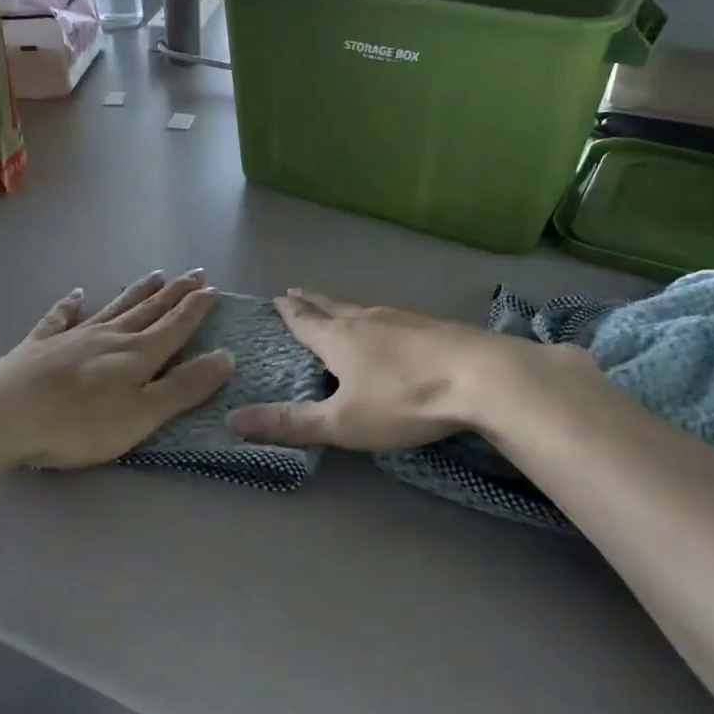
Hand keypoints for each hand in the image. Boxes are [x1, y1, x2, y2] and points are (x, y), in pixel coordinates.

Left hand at [0, 271, 232, 469]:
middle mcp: (110, 337)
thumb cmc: (79, 423)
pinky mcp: (40, 345)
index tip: (213, 288)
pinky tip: (76, 294)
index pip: (176, 325)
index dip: (196, 308)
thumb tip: (226, 357)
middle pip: (149, 310)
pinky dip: (70, 305)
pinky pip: (60, 317)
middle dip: (174, 293)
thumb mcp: (142, 415)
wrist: (3, 414)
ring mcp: (73, 337)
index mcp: (138, 354)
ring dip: (136, 292)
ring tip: (155, 274)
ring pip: (113, 308)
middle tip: (194, 273)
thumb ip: (184, 388)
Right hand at [226, 289, 547, 450]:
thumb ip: (290, 423)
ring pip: (364, 308)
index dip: (288, 312)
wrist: (482, 377)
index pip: (304, 320)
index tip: (275, 298)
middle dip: (311, 301)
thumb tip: (231, 419)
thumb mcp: (341, 421)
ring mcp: (403, 319)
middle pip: (332, 306)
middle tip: (295, 291)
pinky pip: (393, 317)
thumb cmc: (403, 400)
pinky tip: (391, 326)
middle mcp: (367, 320)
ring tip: (337, 307)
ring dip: (344, 306)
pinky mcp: (434, 326)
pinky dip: (378, 318)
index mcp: (339, 339)